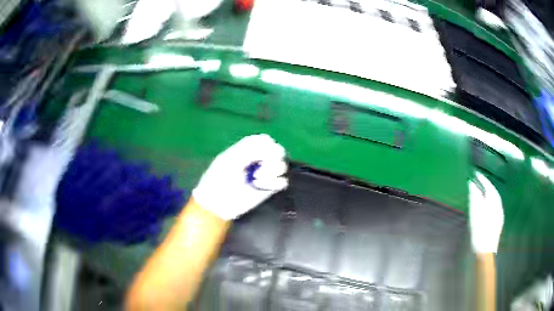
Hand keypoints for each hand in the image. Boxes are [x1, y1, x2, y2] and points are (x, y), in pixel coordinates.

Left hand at [192, 134, 287, 219]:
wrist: (218, 203)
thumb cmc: (219, 179)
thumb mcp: (229, 160)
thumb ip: (248, 150)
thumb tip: (269, 144)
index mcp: (248, 149)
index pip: (265, 140)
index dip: (267, 144)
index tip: (260, 153)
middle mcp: (259, 160)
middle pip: (278, 151)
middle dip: (273, 157)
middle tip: (264, 165)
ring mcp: (265, 174)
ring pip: (282, 165)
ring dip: (272, 170)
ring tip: (257, 178)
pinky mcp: (269, 188)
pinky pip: (283, 181)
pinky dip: (275, 183)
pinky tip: (260, 186)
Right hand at [468, 172, 503, 253]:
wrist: (486, 252)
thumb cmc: (480, 234)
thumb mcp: (475, 216)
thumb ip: (475, 199)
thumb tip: (472, 185)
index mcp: (493, 204)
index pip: (489, 187)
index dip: (483, 180)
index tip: (476, 174)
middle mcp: (498, 206)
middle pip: (494, 192)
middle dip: (487, 184)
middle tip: (479, 180)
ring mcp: (500, 214)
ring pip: (496, 198)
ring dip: (490, 192)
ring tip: (482, 189)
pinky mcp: (499, 220)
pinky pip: (496, 205)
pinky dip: (491, 200)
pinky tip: (487, 203)